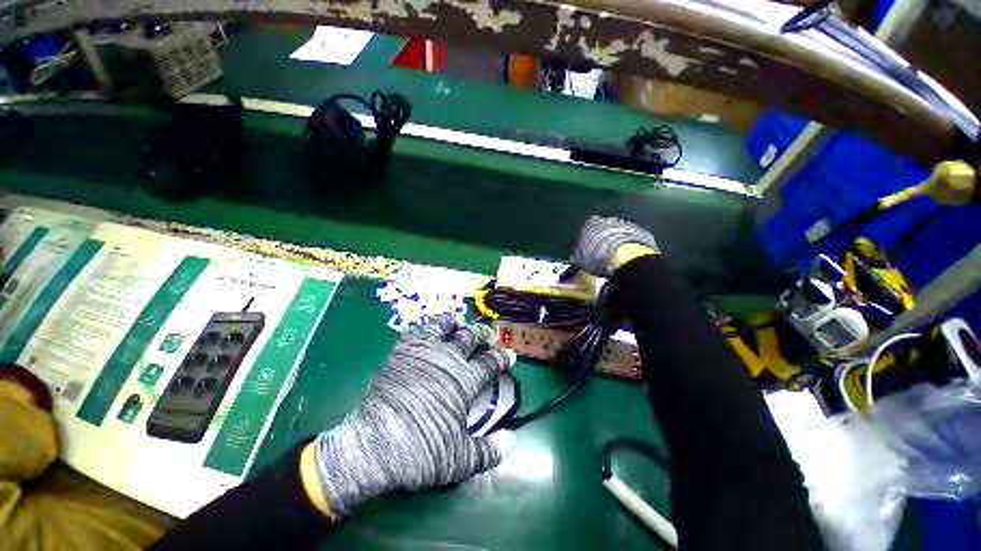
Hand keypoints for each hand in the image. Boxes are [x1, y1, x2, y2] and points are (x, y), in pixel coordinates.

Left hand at [312, 314, 515, 515]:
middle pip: (471, 337)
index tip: (510, 355)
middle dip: (484, 334)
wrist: (373, 445)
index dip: (503, 357)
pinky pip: (418, 330)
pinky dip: (428, 326)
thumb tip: (512, 440)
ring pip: (445, 326)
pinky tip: (430, 329)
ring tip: (461, 323)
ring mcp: (424, 352)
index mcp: (464, 381)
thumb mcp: (460, 460)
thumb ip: (490, 451)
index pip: (490, 363)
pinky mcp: (402, 351)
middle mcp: (448, 360)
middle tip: (489, 335)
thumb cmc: (420, 451)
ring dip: (456, 322)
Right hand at [571, 216, 659, 276]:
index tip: (587, 248)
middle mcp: (609, 220)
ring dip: (617, 241)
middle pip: (605, 227)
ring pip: (619, 232)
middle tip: (601, 252)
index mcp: (591, 223)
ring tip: (614, 257)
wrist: (627, 257)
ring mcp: (627, 225)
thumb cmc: (597, 257)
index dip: (587, 238)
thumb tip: (575, 258)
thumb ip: (578, 256)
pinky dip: (629, 246)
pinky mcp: (643, 234)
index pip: (587, 227)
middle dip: (603, 238)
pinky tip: (626, 257)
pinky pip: (632, 239)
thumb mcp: (581, 260)